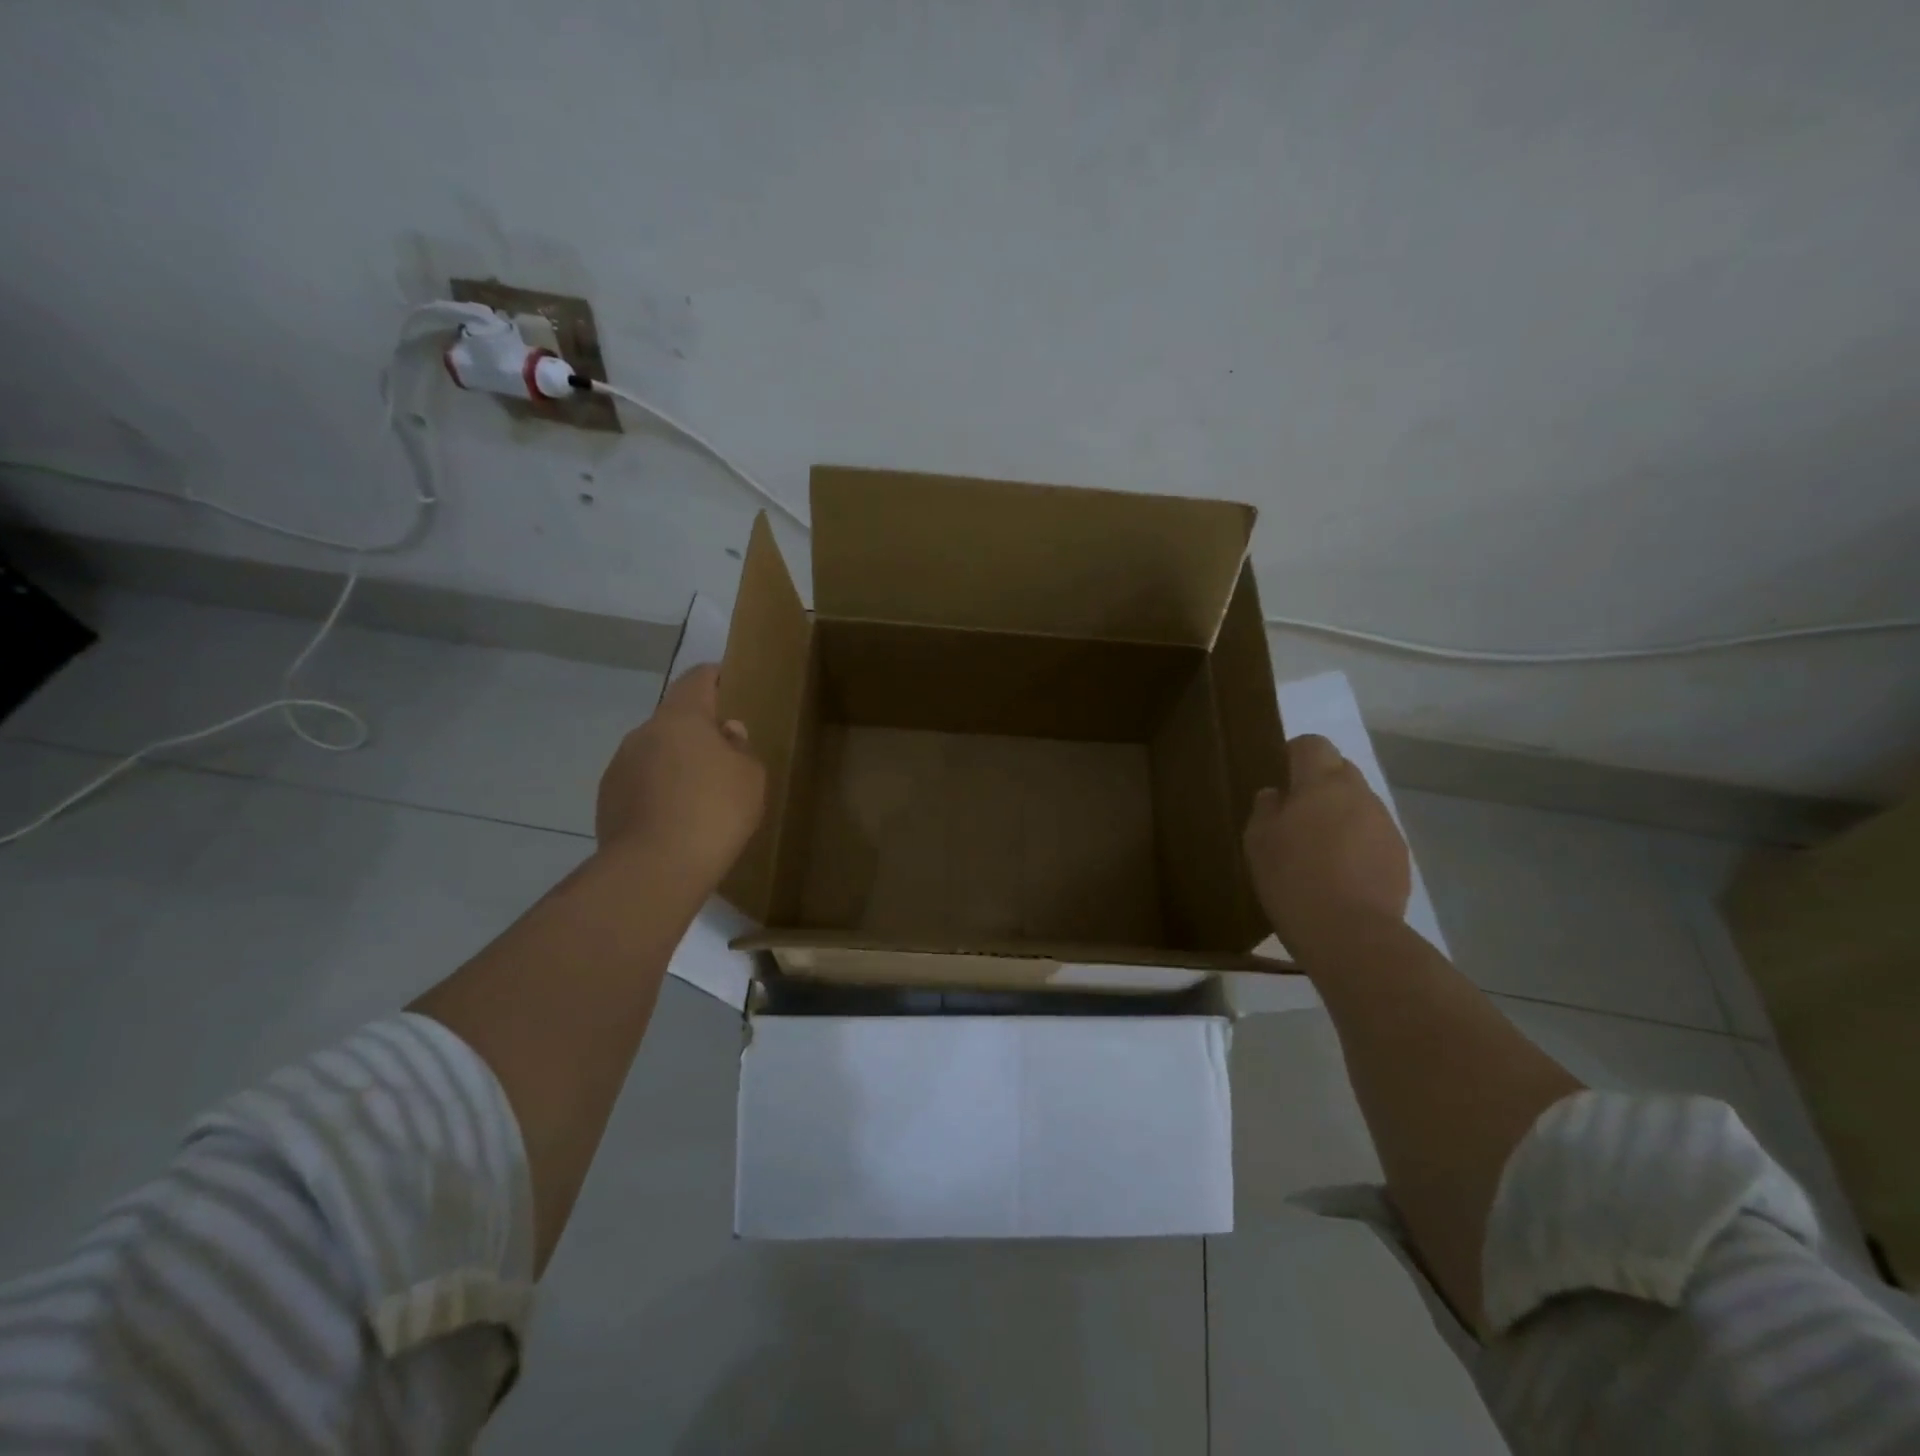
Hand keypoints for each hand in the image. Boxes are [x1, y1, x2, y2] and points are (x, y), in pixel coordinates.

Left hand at [595, 665, 766, 885]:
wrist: (654, 868)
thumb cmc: (715, 811)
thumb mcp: (750, 777)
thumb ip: (741, 748)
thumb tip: (726, 732)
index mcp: (681, 717)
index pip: (697, 679)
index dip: (715, 677)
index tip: (729, 682)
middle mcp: (644, 733)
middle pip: (675, 719)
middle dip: (698, 732)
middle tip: (724, 756)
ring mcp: (620, 766)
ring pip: (656, 753)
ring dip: (676, 763)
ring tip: (699, 796)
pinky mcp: (607, 800)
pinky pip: (641, 784)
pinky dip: (658, 791)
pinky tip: (676, 819)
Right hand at [1244, 735, 1410, 952]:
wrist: (1349, 933)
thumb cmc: (1292, 878)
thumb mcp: (1258, 841)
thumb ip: (1266, 809)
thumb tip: (1275, 794)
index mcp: (1321, 783)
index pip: (1313, 744)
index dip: (1295, 754)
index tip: (1280, 777)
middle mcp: (1358, 794)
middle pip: (1339, 770)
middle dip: (1319, 784)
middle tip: (1295, 816)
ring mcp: (1384, 824)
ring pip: (1358, 804)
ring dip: (1339, 814)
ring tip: (1319, 851)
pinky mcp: (1399, 855)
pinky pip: (1372, 834)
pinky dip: (1357, 843)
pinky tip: (1340, 874)